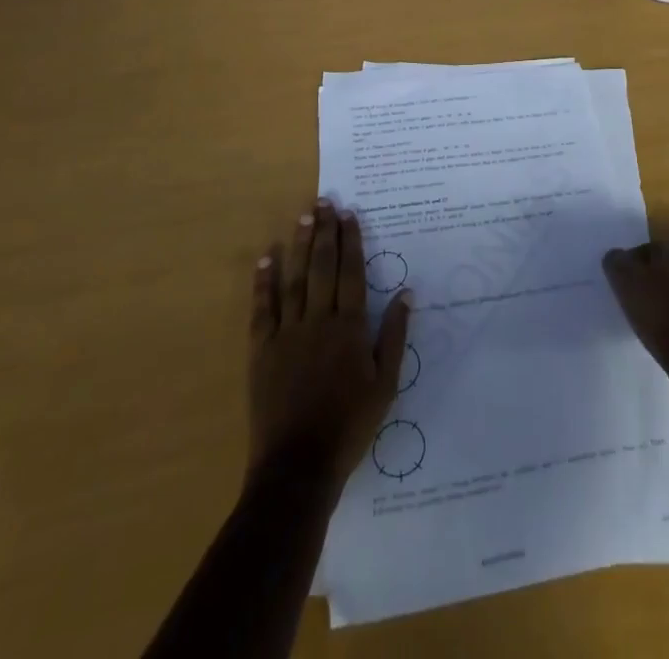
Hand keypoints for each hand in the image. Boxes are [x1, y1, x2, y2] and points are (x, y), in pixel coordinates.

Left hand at [249, 200, 410, 492]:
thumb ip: (394, 335)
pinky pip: (263, 309)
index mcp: (349, 328)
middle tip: (325, 202)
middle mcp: (318, 321)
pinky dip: (264, 282)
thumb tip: (406, 293)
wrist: (298, 466)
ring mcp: (287, 334)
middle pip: (322, 268)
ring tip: (303, 217)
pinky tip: (267, 258)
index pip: (351, 273)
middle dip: (325, 232)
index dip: (351, 242)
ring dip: (299, 246)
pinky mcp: (262, 351)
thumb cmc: (349, 425)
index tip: (350, 215)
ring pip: (294, 280)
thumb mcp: (386, 384)